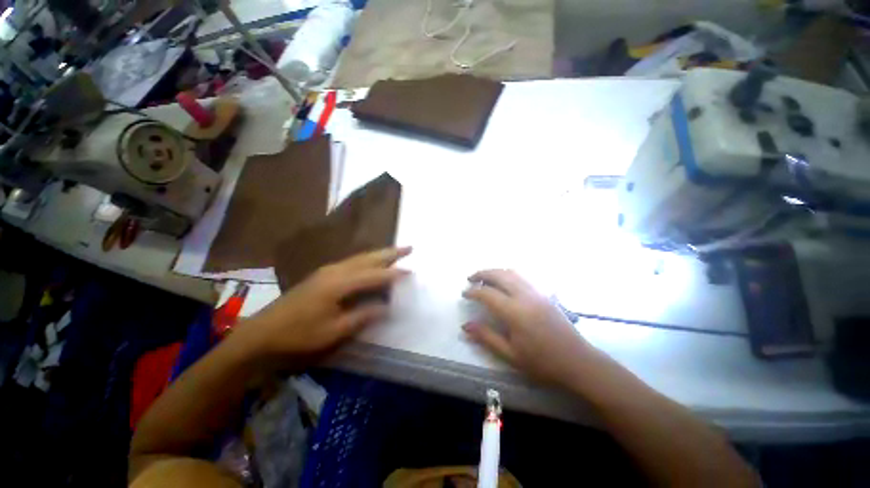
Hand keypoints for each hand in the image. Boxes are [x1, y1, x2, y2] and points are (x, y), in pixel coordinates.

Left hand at [240, 247, 411, 358]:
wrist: (261, 333)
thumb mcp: (334, 331)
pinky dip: (367, 260)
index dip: (394, 275)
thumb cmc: (298, 335)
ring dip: (380, 254)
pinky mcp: (322, 274)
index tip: (412, 272)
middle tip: (409, 247)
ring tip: (396, 252)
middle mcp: (335, 271)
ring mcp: (327, 270)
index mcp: (339, 283)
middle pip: (369, 258)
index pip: (374, 275)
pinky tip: (371, 263)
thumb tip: (387, 307)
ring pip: (360, 257)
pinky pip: (352, 262)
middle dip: (391, 253)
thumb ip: (363, 316)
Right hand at [462, 269, 595, 387]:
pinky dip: (509, 274)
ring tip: (485, 278)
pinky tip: (506, 283)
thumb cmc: (542, 362)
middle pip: (499, 274)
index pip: (487, 293)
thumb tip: (465, 325)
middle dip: (482, 274)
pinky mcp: (545, 293)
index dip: (473, 291)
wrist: (578, 361)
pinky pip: (523, 276)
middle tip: (470, 279)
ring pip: (512, 272)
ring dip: (496, 271)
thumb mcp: (510, 355)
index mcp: (515, 312)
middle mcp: (525, 296)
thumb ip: (486, 337)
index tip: (464, 294)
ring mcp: (536, 292)